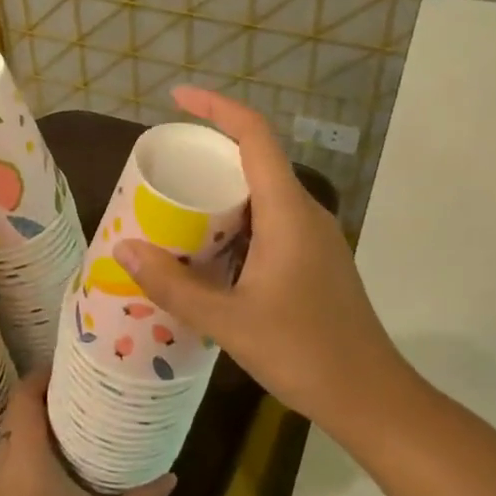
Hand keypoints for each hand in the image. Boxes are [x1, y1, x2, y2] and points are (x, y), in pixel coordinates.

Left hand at [0, 369, 174, 495]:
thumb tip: (172, 476)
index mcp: (26, 455)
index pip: (24, 396)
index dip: (42, 375)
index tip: (71, 364)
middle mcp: (5, 461)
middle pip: (16, 410)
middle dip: (43, 393)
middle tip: (80, 386)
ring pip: (11, 434)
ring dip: (35, 419)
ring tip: (74, 414)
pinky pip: (10, 456)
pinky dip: (30, 443)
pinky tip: (60, 456)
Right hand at [113, 86, 404, 430]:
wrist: (371, 396)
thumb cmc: (304, 353)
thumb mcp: (229, 321)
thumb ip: (174, 285)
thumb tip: (124, 248)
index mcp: (288, 212)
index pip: (254, 136)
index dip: (216, 108)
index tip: (176, 99)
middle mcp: (304, 213)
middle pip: (255, 160)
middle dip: (207, 154)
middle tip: (160, 167)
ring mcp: (312, 238)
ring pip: (261, 195)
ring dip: (219, 193)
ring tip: (172, 207)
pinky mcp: (312, 261)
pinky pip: (268, 223)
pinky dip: (233, 223)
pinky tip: (206, 252)